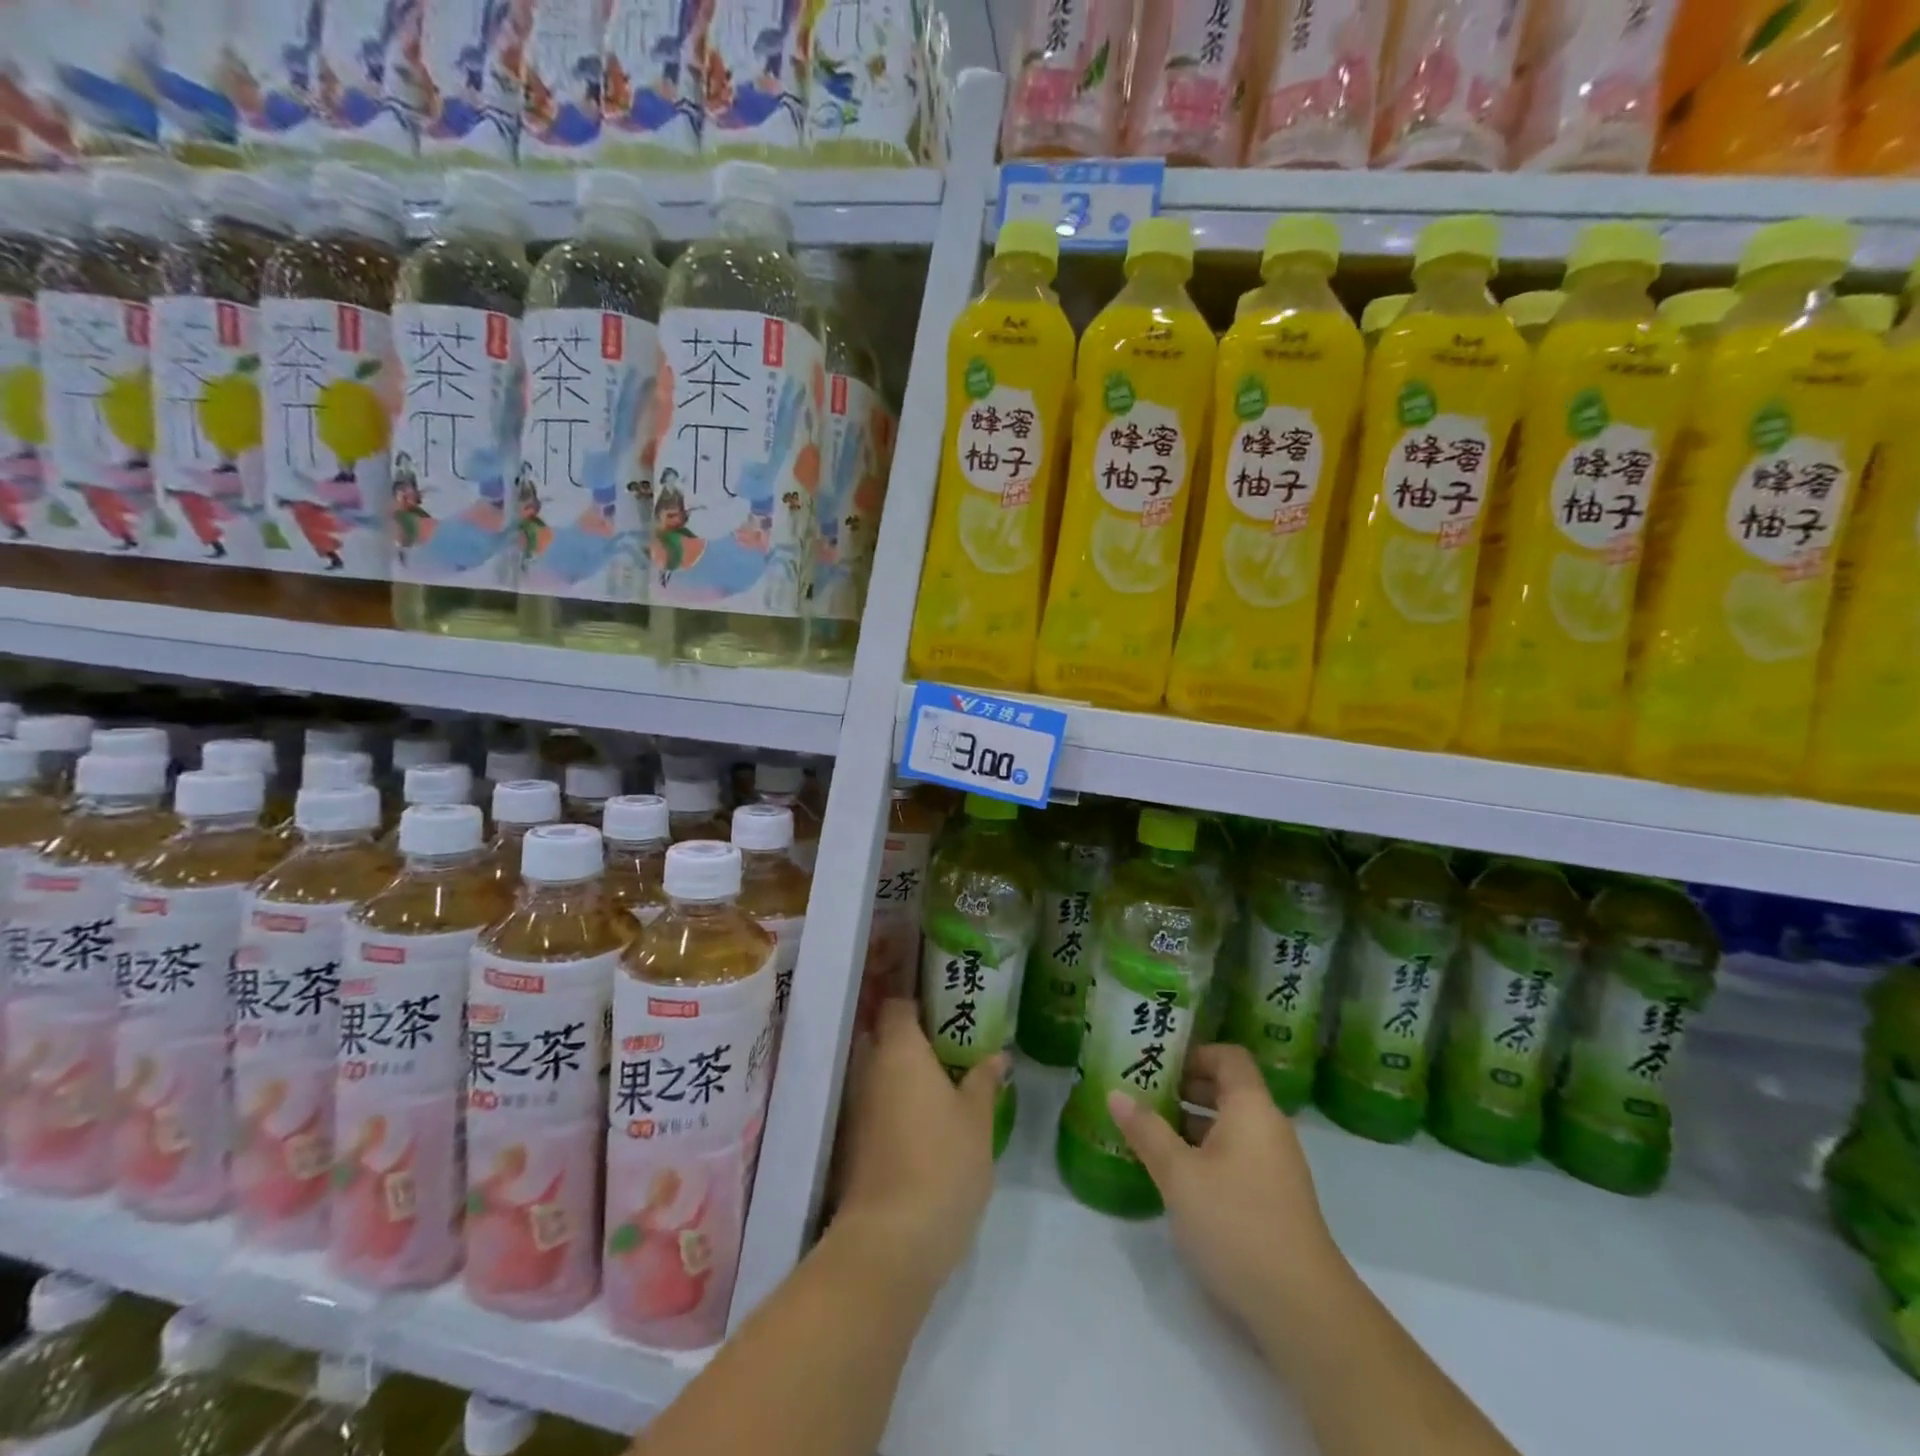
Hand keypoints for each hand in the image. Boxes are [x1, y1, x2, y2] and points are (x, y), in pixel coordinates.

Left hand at [832, 998, 1005, 1289]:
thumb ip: (984, 1081)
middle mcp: (869, 1069)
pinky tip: (926, 1121)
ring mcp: (856, 1107)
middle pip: (883, 1036)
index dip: (918, 1002)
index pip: (897, 1005)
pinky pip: (875, 1104)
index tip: (947, 1009)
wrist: (891, 1241)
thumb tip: (998, 1056)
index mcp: (899, 1049)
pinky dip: (895, 1104)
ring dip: (903, 1074)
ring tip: (945, 1083)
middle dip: (912, 1038)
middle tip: (951, 1047)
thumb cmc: (942, 1163)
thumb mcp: (977, 1119)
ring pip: (878, 1073)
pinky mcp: (852, 1142)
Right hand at [1108, 1044, 1345, 1335]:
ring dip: (1191, 1124)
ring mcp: (1276, 1165)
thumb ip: (1146, 1131)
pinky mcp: (1275, 1198)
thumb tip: (1115, 1093)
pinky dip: (1207, 1153)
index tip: (1156, 1064)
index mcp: (1251, 1107)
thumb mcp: (1179, 1175)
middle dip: (1184, 1088)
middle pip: (1227, 1089)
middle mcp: (1269, 1127)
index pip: (1227, 1056)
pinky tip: (1176, 1175)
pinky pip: (1237, 1156)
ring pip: (1230, 1126)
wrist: (1303, 1308)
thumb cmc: (1236, 1223)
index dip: (1193, 1054)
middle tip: (1141, 1094)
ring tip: (1149, 1133)